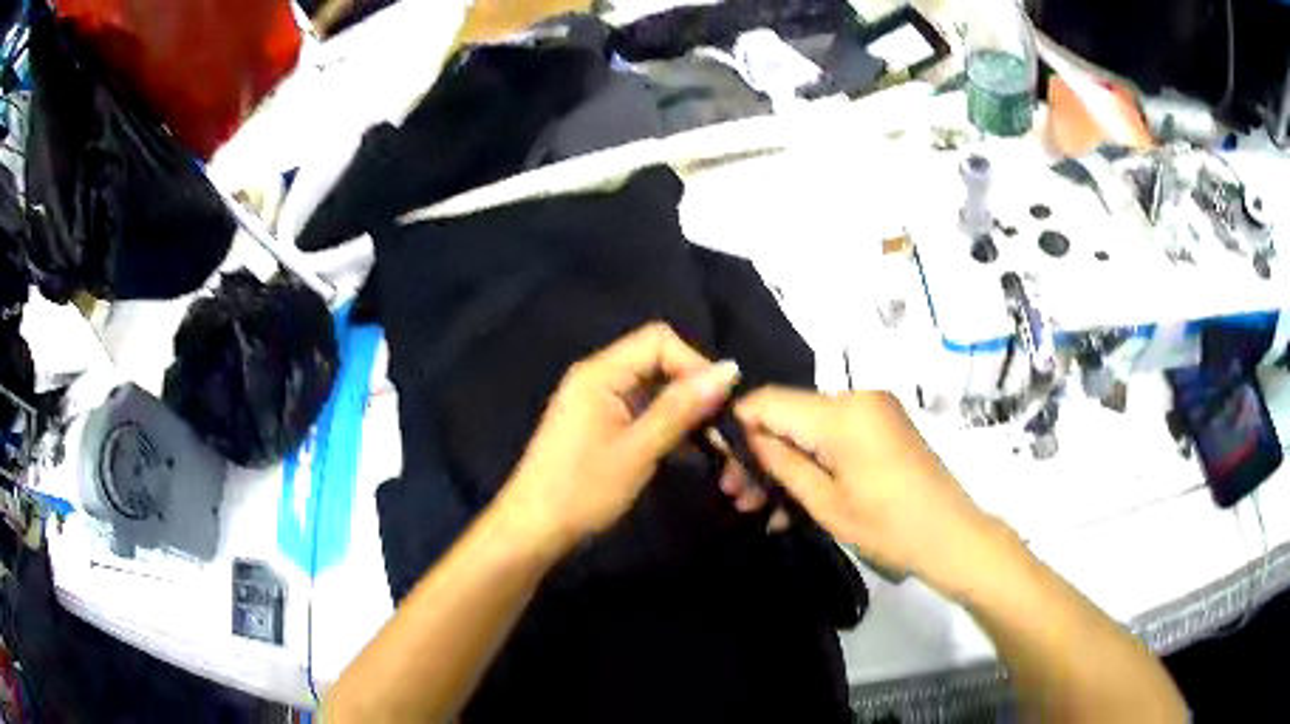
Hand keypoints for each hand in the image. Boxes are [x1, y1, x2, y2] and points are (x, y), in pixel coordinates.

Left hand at [499, 323, 741, 551]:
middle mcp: (598, 376)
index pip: (659, 340)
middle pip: (657, 360)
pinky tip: (688, 448)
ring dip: (683, 408)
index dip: (694, 364)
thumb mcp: (638, 450)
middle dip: (692, 387)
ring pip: (653, 387)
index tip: (720, 403)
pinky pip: (642, 408)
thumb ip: (681, 408)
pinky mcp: (600, 423)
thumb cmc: (582, 490)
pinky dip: (666, 422)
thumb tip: (730, 370)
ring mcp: (597, 400)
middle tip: (720, 426)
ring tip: (712, 441)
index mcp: (600, 372)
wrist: (534, 529)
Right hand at [735, 388, 993, 581]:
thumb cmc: (888, 527)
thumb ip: (782, 464)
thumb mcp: (826, 503)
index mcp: (842, 412)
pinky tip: (794, 503)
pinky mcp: (884, 425)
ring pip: (811, 429)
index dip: (738, 426)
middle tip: (737, 496)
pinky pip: (836, 437)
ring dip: (786, 464)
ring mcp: (874, 410)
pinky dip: (815, 463)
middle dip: (760, 454)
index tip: (720, 462)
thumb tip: (745, 438)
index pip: (769, 400)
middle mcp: (857, 397)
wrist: (952, 536)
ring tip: (760, 508)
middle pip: (790, 415)